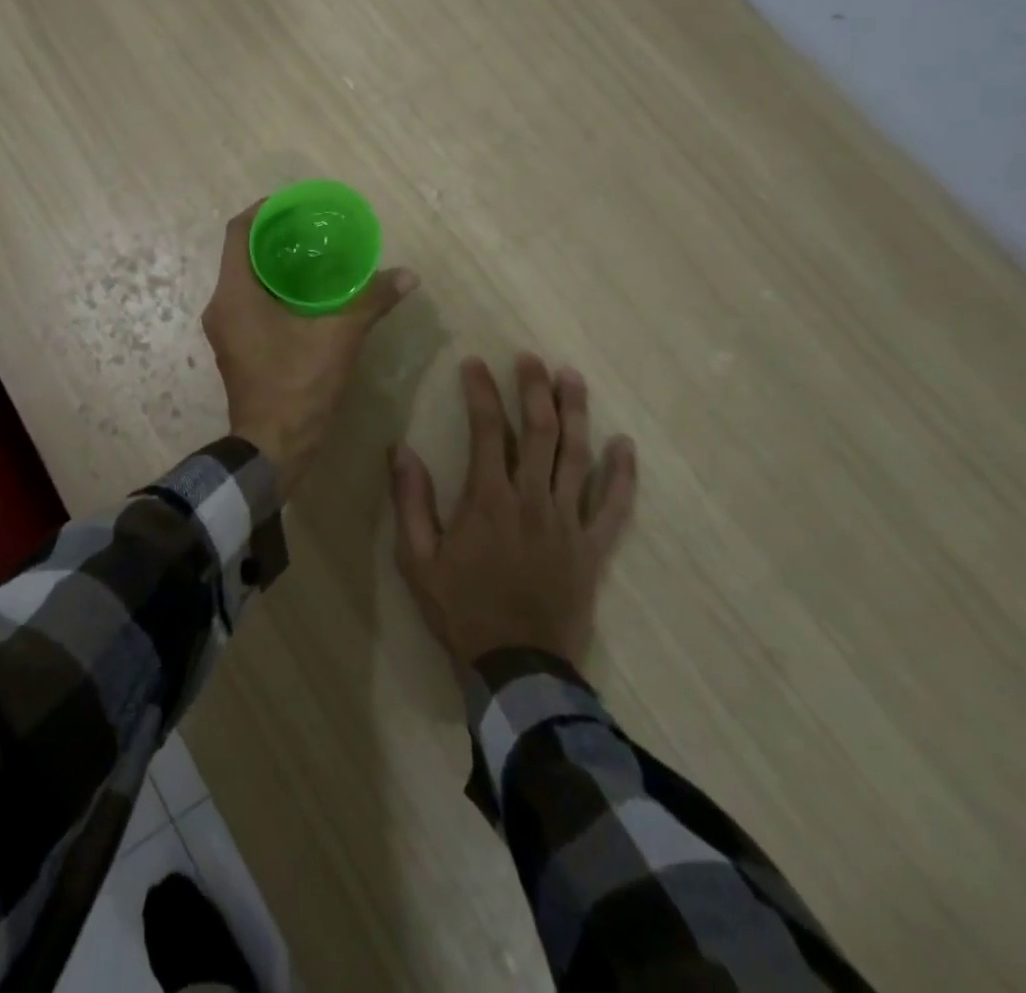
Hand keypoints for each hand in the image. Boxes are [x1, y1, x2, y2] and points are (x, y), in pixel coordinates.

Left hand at [202, 200, 417, 491]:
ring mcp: (226, 331)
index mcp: (234, 295)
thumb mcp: (339, 339)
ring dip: (276, 266)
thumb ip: (370, 301)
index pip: (238, 233)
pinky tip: (308, 296)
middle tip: (314, 229)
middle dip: (276, 237)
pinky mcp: (236, 349)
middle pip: (243, 255)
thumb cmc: (298, 386)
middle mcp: (221, 307)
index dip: (263, 210)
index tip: (294, 204)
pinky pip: (251, 304)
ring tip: (316, 257)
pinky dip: (275, 292)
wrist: (273, 449)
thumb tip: (408, 276)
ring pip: (247, 281)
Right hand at [391, 354, 636, 668]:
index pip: (487, 430)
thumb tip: (400, 448)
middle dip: (534, 388)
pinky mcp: (593, 548)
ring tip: (573, 377)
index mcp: (489, 499)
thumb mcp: (417, 559)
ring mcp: (568, 522)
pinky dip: (622, 474)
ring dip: (576, 413)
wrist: (516, 667)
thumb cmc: (460, 610)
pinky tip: (624, 445)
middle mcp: (533, 499)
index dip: (481, 392)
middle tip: (531, 358)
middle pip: (539, 431)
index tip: (475, 363)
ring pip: (577, 456)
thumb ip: (410, 501)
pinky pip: (614, 506)